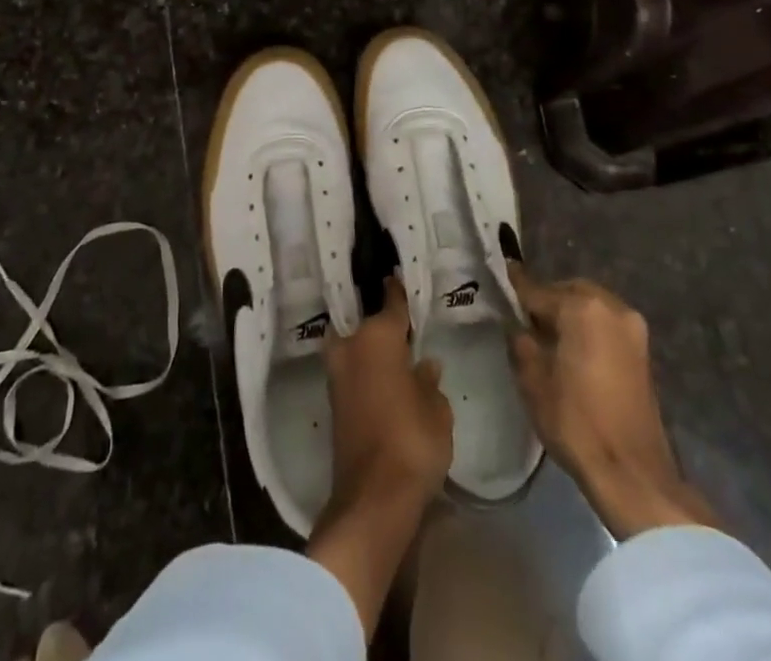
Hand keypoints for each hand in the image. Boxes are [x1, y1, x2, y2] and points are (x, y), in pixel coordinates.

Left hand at [323, 277, 453, 508]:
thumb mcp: (437, 409)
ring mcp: (337, 372)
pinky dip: (365, 370)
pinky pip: (353, 371)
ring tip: (396, 350)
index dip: (398, 290)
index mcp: (378, 335)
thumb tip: (424, 364)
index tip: (398, 275)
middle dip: (381, 323)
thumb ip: (429, 381)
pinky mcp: (333, 400)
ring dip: (371, 348)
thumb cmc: (413, 440)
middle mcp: (351, 344)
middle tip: (402, 323)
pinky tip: (384, 376)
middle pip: (367, 324)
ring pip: (356, 347)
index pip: (391, 302)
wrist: (373, 496)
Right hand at [508, 266, 714, 538]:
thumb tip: (516, 324)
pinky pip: (606, 324)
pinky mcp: (643, 350)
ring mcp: (632, 327)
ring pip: (590, 305)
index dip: (515, 290)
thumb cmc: (576, 422)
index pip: (538, 291)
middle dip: (546, 302)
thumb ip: (520, 341)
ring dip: (569, 314)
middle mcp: (611, 306)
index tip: (499, 280)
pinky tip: (573, 350)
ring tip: (549, 339)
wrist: (632, 473)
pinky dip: (588, 328)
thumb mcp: (532, 380)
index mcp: (582, 307)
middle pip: (568, 291)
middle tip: (525, 322)